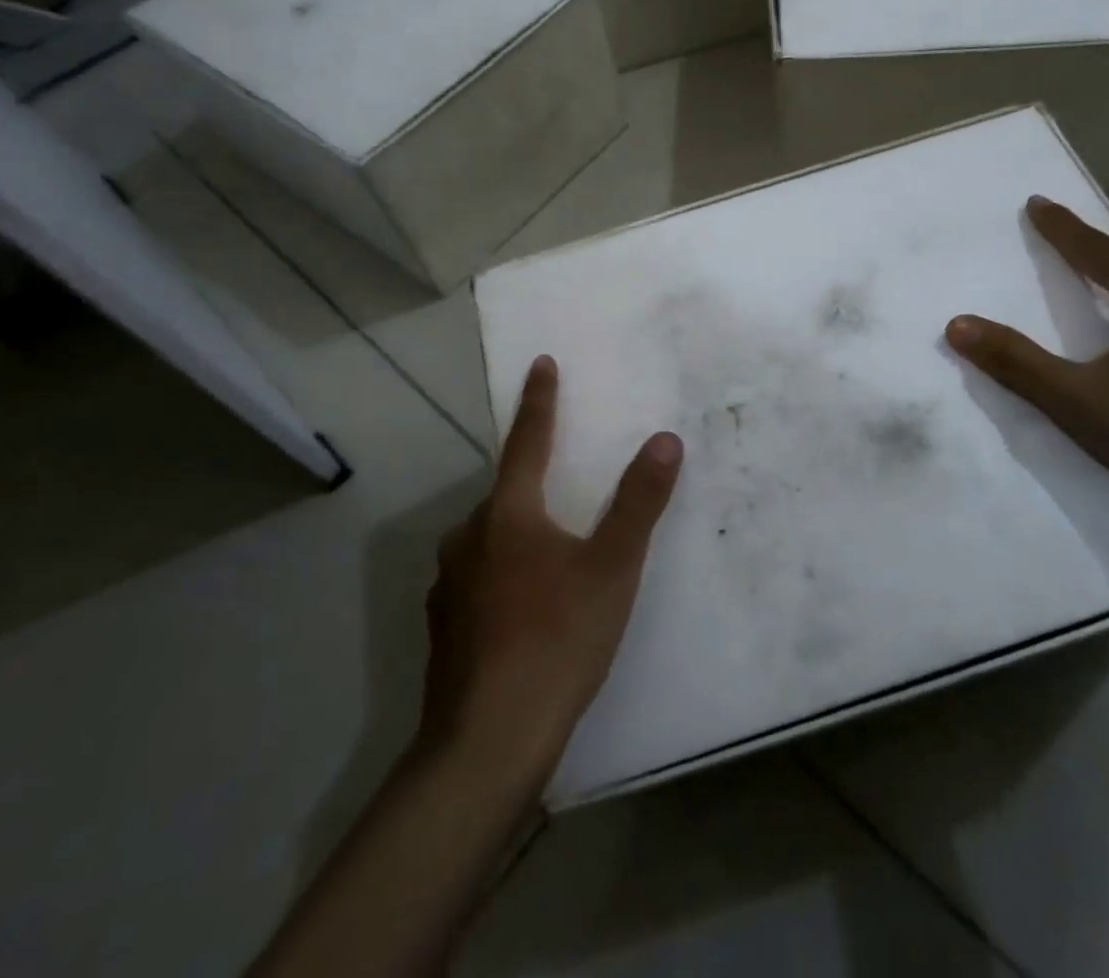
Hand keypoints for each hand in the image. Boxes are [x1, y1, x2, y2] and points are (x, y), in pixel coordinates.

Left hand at [419, 356, 682, 785]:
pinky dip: (502, 574)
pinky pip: (478, 578)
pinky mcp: (444, 627)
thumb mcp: (612, 568)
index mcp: (508, 514)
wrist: (486, 744)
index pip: (528, 441)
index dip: (540, 401)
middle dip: (533, 480)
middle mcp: (469, 538)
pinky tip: (522, 607)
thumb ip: (639, 502)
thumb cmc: (556, 641)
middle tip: (563, 483)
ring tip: (550, 552)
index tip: (541, 363)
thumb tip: (664, 438)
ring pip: (489, 539)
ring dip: (517, 531)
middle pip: (506, 493)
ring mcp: (449, 585)